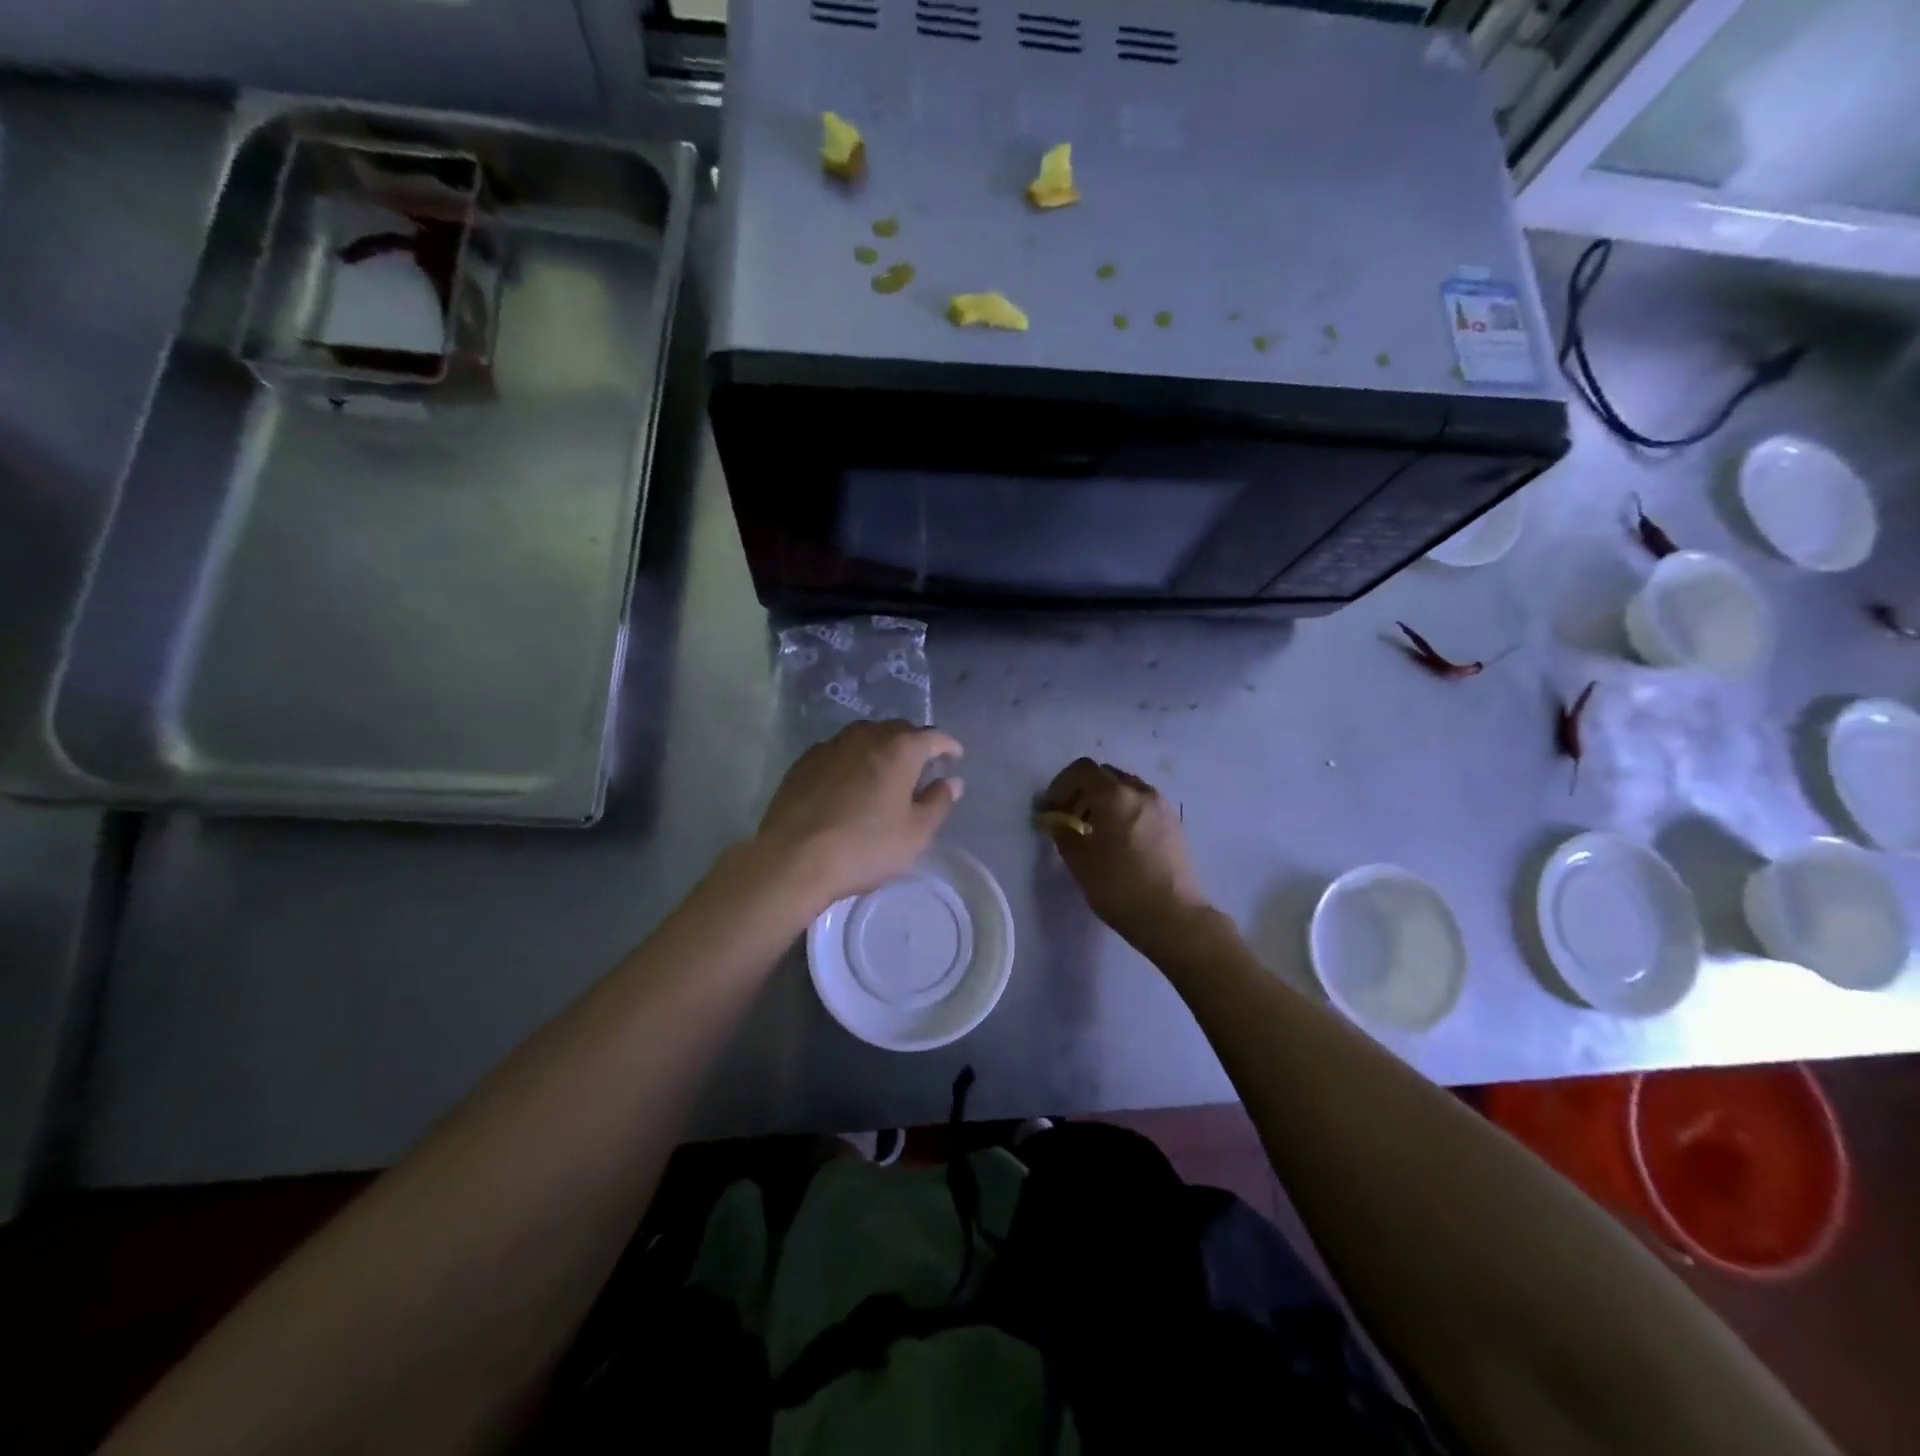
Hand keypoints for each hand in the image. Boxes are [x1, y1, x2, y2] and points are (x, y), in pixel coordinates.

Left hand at [752, 721, 964, 912]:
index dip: (948, 747)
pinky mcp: (804, 761)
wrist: (793, 858)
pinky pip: (839, 752)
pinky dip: (852, 760)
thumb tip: (951, 782)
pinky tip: (849, 783)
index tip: (955, 759)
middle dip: (914, 744)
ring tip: (885, 773)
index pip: (933, 737)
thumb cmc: (865, 847)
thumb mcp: (916, 834)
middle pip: (898, 731)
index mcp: (900, 749)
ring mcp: (831, 745)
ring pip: (865, 737)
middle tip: (921, 769)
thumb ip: (938, 802)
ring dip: (881, 749)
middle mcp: (866, 736)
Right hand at [1039, 758, 1211, 950]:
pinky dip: (1124, 810)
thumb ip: (1063, 832)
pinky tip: (1119, 840)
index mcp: (1115, 795)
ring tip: (1094, 830)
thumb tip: (1056, 819)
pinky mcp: (1174, 824)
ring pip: (1126, 789)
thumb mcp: (1079, 861)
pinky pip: (1142, 804)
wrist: (1173, 917)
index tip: (1051, 808)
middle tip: (1069, 817)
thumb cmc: (1119, 887)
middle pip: (1105, 775)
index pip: (1082, 770)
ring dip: (1105, 800)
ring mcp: (1162, 806)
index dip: (1060, 784)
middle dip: (1082, 791)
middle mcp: (1141, 792)